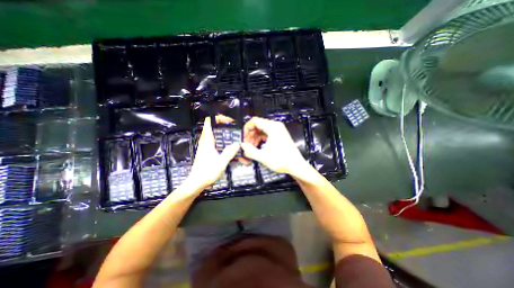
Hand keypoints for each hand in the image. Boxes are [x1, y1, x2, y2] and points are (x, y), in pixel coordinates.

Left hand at [186, 117, 239, 191]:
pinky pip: (214, 141)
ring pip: (214, 134)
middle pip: (213, 127)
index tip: (229, 121)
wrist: (196, 182)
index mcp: (207, 141)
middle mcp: (205, 141)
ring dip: (222, 133)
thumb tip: (237, 144)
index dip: (218, 118)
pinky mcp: (206, 151)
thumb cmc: (207, 172)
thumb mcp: (221, 162)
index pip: (209, 122)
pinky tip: (228, 146)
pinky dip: (221, 140)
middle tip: (234, 128)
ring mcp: (205, 146)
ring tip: (233, 135)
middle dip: (223, 125)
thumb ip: (229, 152)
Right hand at [243, 117, 310, 177]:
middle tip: (246, 144)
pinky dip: (260, 139)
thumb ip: (249, 151)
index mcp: (272, 127)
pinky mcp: (278, 136)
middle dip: (250, 134)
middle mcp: (275, 126)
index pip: (254, 121)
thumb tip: (242, 146)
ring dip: (254, 137)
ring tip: (251, 147)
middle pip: (257, 125)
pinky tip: (257, 147)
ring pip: (261, 130)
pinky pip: (266, 134)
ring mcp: (278, 131)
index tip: (243, 137)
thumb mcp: (263, 156)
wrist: (296, 166)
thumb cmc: (283, 160)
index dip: (246, 129)